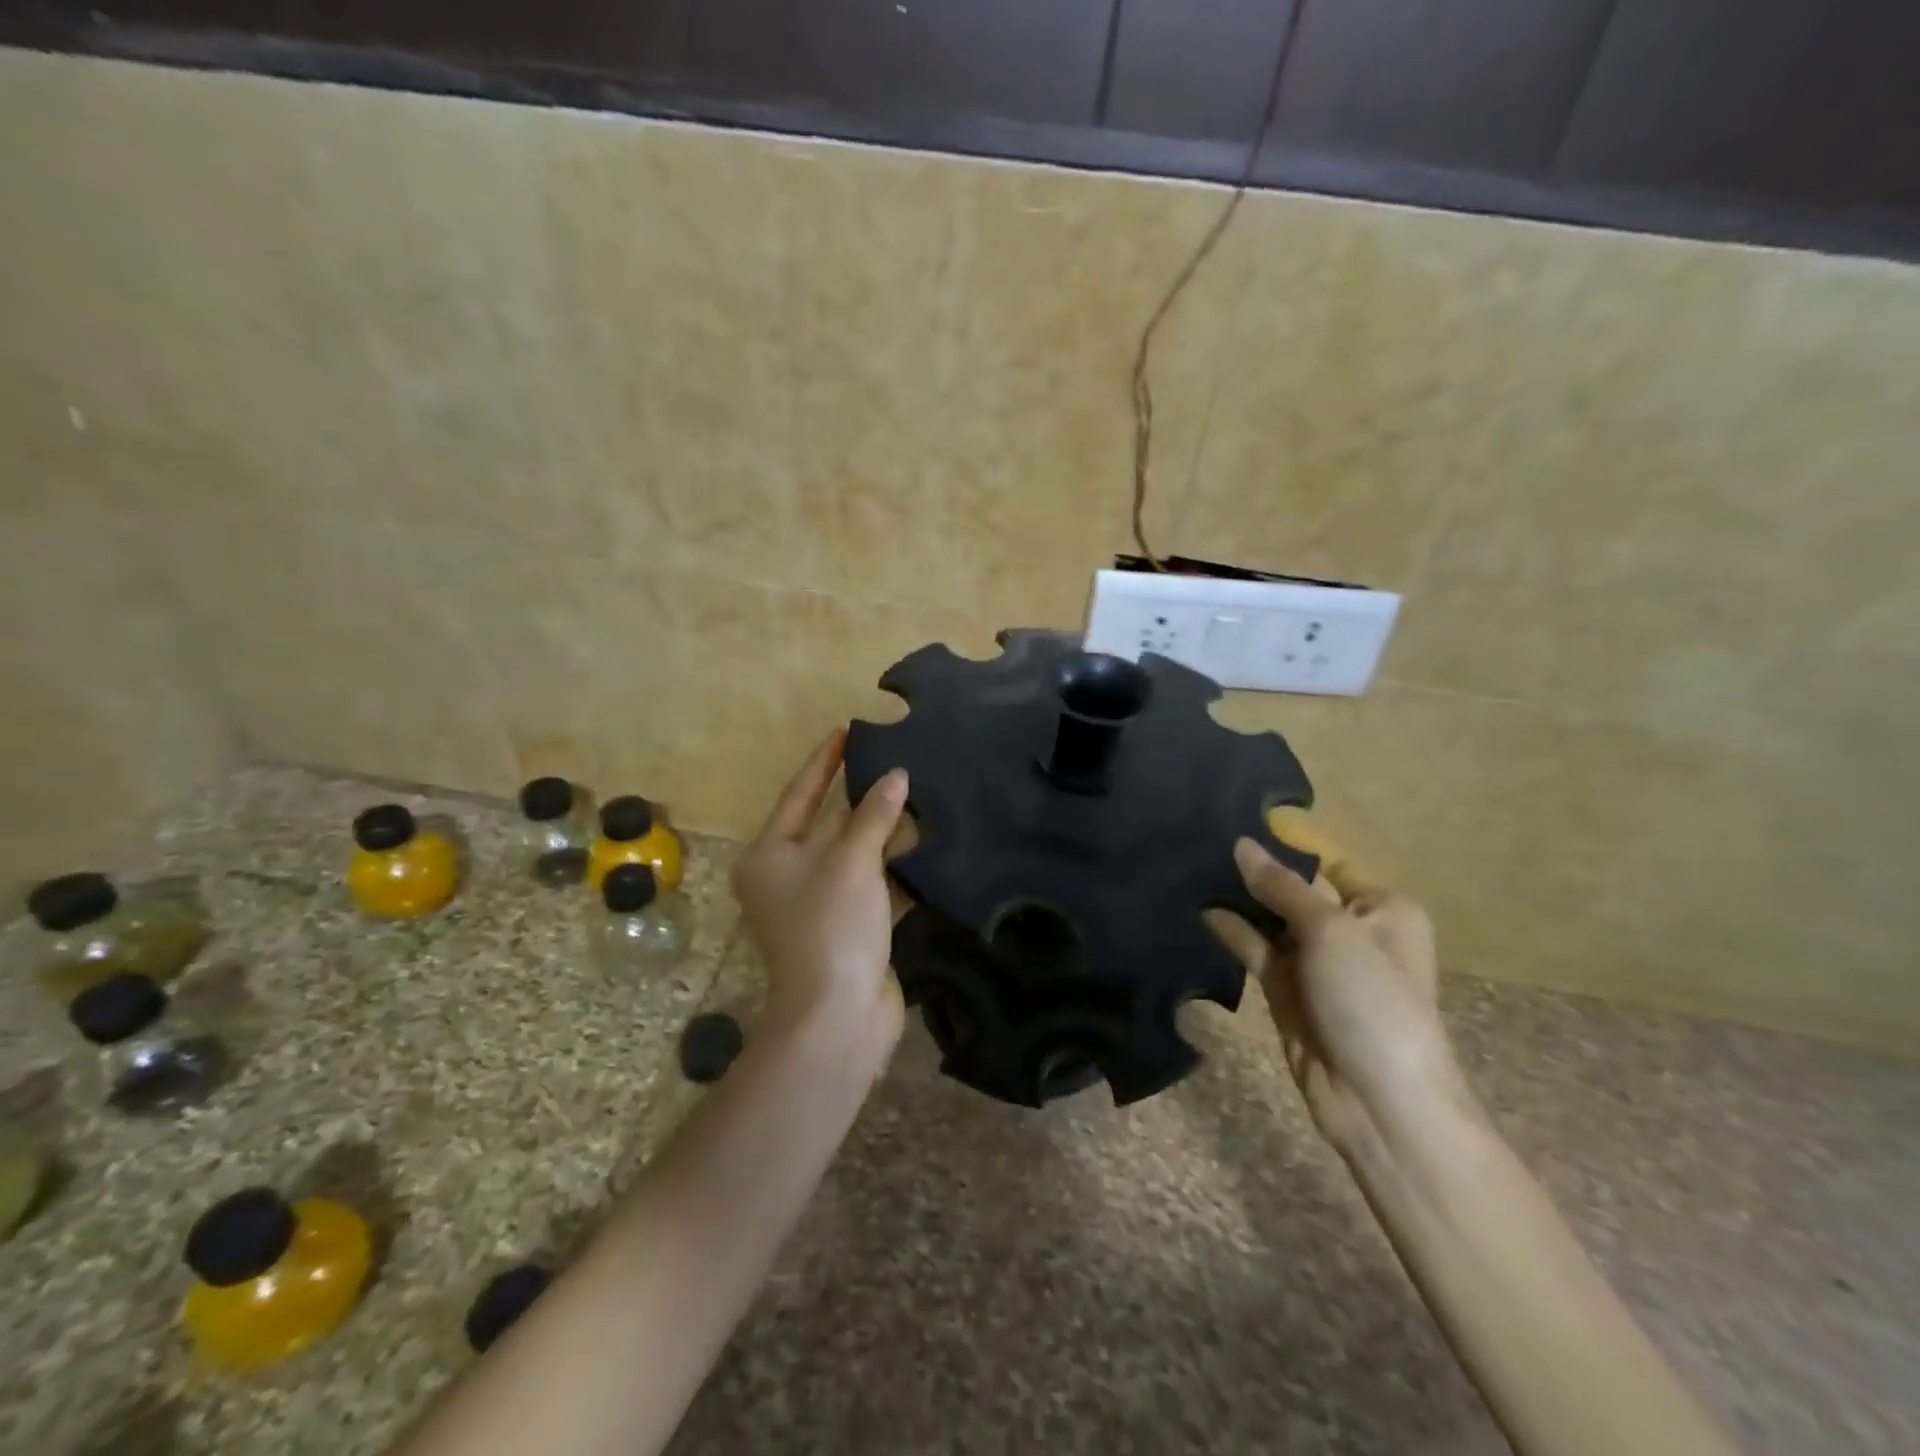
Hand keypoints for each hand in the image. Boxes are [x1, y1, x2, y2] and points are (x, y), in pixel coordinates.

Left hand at [732, 731, 910, 1062]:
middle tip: (892, 760)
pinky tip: (923, 845)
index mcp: (770, 856)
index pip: (799, 795)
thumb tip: (896, 776)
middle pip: (827, 824)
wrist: (838, 1017)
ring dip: (883, 832)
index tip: (846, 730)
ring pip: (854, 855)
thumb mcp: (851, 861)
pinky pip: (872, 884)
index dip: (824, 762)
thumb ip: (873, 815)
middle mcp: (787, 877)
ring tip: (916, 794)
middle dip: (860, 797)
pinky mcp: (848, 928)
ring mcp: (818, 905)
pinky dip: (894, 867)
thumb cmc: (831, 926)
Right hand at [1207, 816, 1463, 1158]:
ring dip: (1239, 900)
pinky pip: (1256, 950)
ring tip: (1193, 868)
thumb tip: (1242, 844)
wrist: (1378, 1102)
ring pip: (1271, 919)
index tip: (1237, 821)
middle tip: (1203, 840)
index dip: (1286, 845)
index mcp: (1381, 909)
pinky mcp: (1287, 991)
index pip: (1328, 862)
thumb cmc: (1371, 1000)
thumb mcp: (1331, 931)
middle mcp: (1351, 930)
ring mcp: (1316, 963)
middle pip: (1296, 889)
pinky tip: (1201, 910)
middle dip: (1256, 872)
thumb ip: (1281, 887)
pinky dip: (1232, 932)